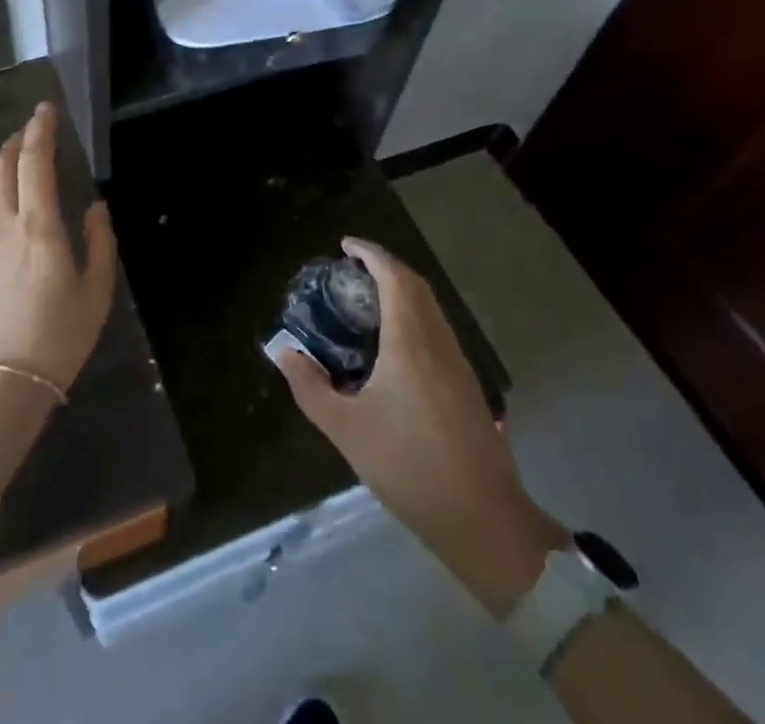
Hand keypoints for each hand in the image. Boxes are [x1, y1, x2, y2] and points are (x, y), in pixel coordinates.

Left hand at [0, 101, 116, 399]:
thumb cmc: (57, 339)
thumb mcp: (95, 293)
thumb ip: (100, 242)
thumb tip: (96, 206)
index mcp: (38, 226)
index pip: (34, 161)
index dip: (40, 129)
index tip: (46, 110)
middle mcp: (3, 224)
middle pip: (1, 164)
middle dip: (16, 139)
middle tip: (34, 131)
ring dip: (1, 163)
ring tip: (19, 161)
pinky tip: (5, 205)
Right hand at [269, 238, 567, 615]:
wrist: (483, 519)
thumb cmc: (408, 466)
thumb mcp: (346, 429)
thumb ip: (310, 387)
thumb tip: (282, 352)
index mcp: (409, 340)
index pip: (394, 276)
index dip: (370, 253)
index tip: (345, 246)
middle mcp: (437, 340)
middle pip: (415, 285)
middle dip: (385, 266)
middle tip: (351, 269)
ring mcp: (458, 362)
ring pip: (430, 307)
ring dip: (401, 290)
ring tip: (367, 299)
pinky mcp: (467, 384)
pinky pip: (437, 328)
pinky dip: (414, 314)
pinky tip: (394, 342)